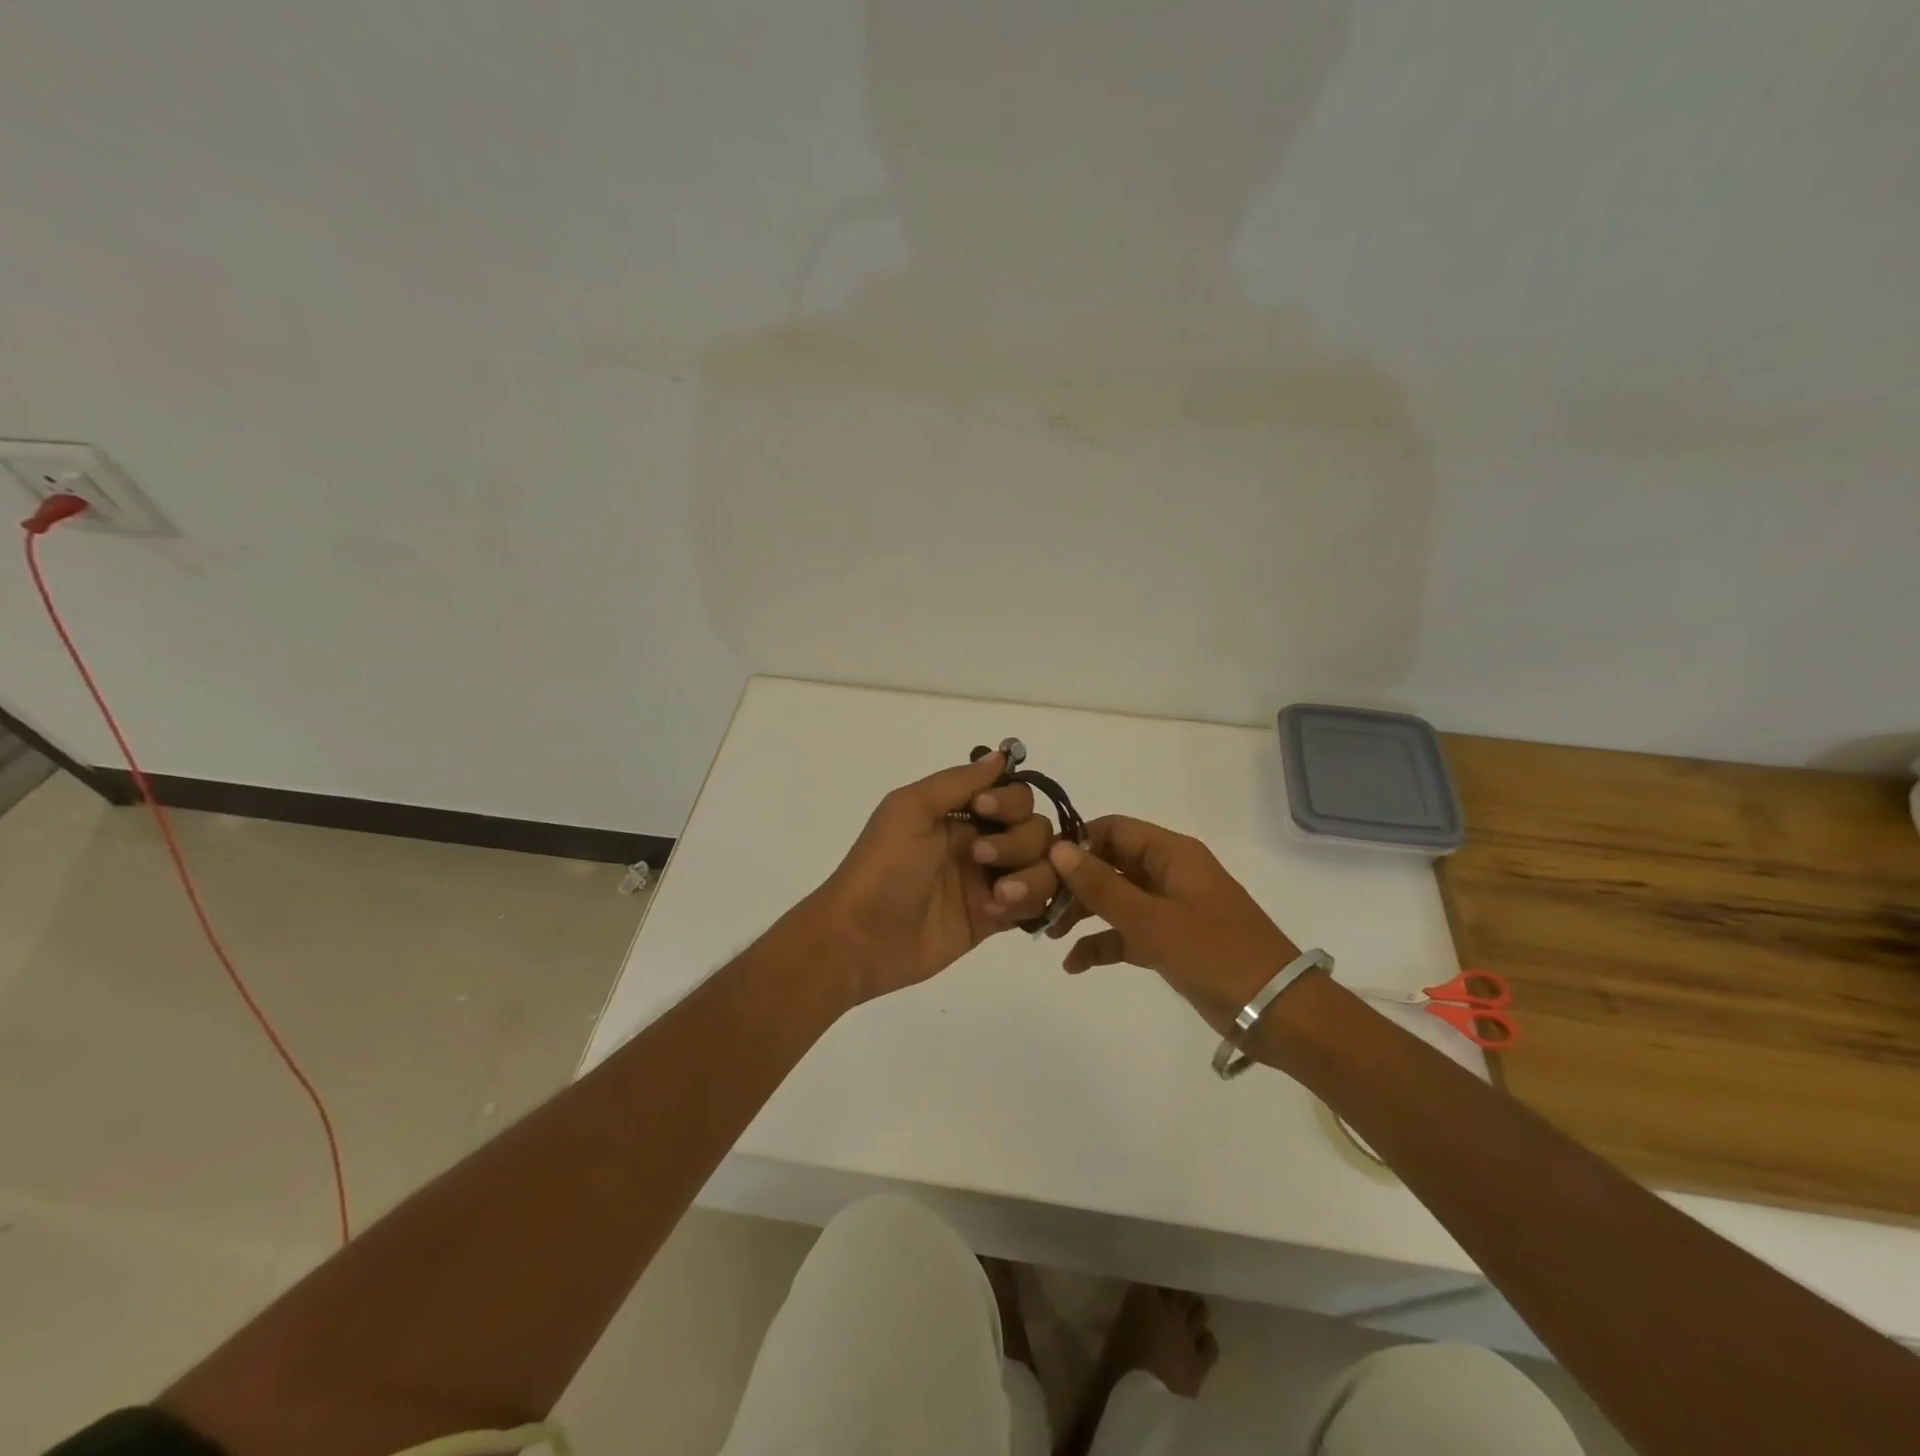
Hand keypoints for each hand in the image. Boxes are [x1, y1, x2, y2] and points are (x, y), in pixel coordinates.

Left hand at [803, 750, 1063, 1003]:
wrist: (860, 939)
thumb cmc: (882, 868)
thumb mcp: (910, 810)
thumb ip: (957, 781)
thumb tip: (1002, 755)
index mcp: (959, 813)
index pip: (1015, 796)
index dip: (1010, 802)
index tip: (984, 810)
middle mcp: (980, 843)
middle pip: (1036, 831)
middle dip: (1018, 843)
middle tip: (980, 858)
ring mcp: (988, 883)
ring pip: (1043, 869)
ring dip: (1031, 877)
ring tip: (999, 895)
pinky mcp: (992, 920)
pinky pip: (1034, 906)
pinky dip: (1027, 905)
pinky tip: (996, 913)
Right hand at [1045, 816, 1305, 1036]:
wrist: (1278, 1013)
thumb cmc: (1216, 955)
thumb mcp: (1152, 921)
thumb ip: (1102, 887)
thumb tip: (1058, 849)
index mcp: (1172, 854)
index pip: (1114, 830)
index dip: (1077, 842)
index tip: (1042, 866)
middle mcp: (1169, 874)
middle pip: (1111, 864)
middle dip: (1075, 883)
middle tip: (1040, 906)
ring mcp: (1170, 909)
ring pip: (1116, 899)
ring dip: (1083, 913)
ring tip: (1051, 935)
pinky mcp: (1171, 942)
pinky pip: (1128, 932)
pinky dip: (1103, 943)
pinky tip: (1075, 964)